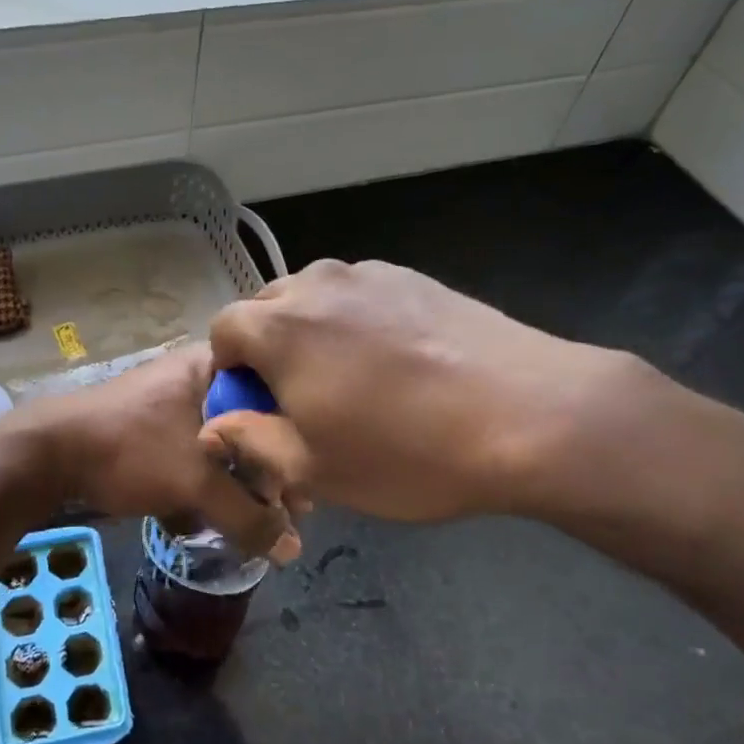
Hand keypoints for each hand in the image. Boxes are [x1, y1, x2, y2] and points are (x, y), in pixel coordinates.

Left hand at [18, 342, 303, 562]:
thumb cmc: (129, 449)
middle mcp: (197, 378)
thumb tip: (293, 550)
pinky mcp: (152, 432)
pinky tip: (213, 517)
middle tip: (286, 510)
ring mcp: (172, 404)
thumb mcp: (195, 481)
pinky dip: (206, 484)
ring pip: (223, 444)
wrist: (47, 454)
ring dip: (237, 483)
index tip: (308, 483)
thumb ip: (248, 515)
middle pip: (252, 424)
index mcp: (213, 367)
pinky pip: (195, 455)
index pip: (276, 393)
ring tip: (255, 521)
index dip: (296, 440)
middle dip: (267, 471)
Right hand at [203, 260, 644, 522]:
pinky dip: (357, 322)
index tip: (259, 406)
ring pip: (315, 297)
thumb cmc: (407, 452)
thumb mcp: (315, 469)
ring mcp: (370, 275)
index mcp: (279, 326)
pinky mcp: (414, 278)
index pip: (223, 330)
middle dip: (268, 347)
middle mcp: (317, 285)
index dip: (230, 370)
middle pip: (267, 307)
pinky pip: (361, 296)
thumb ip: (250, 441)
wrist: (531, 415)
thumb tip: (212, 426)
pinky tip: (396, 363)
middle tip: (302, 396)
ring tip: (352, 379)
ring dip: (312, 332)